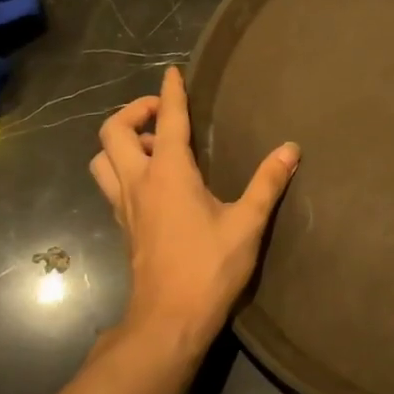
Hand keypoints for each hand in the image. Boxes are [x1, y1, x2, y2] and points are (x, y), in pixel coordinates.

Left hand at [90, 67, 299, 355]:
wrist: (168, 321)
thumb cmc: (209, 268)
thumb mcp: (247, 223)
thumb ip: (268, 182)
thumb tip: (291, 148)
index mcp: (168, 175)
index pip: (166, 121)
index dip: (170, 93)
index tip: (172, 72)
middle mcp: (139, 183)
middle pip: (113, 132)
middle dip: (134, 112)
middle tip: (162, 113)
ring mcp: (126, 206)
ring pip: (102, 159)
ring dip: (121, 142)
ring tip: (154, 145)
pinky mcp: (125, 226)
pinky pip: (111, 183)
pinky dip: (123, 167)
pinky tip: (154, 180)